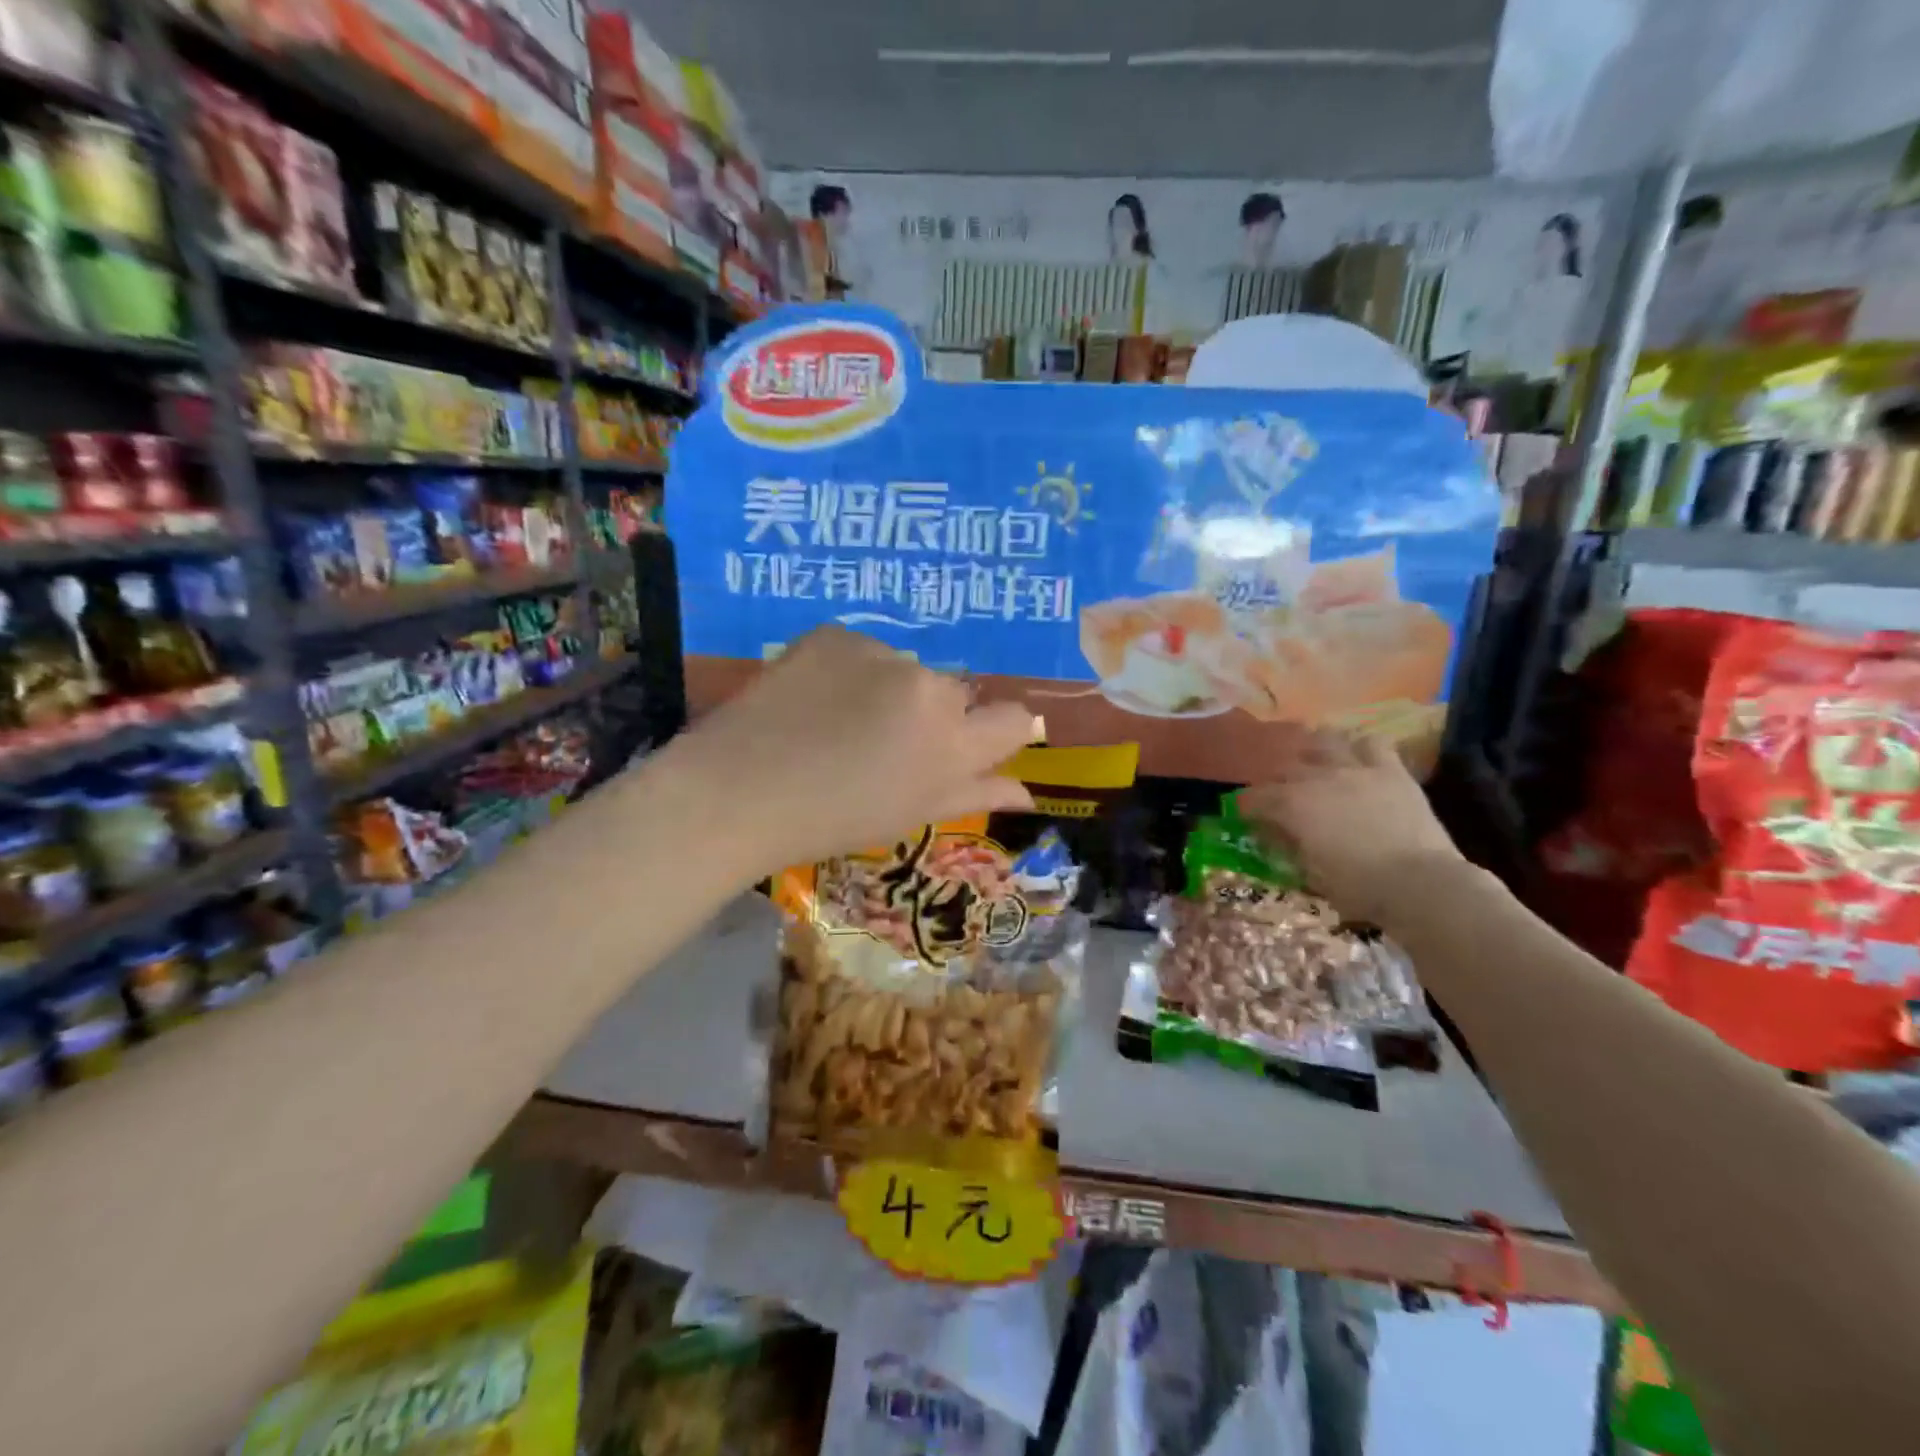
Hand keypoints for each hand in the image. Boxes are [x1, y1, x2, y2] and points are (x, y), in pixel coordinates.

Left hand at [661, 627, 1040, 875]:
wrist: (738, 790)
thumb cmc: (830, 820)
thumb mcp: (910, 816)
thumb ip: (975, 794)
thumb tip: (1027, 792)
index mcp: (952, 745)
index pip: (1013, 720)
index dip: (996, 732)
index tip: (965, 745)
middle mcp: (928, 689)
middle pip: (955, 693)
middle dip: (932, 715)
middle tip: (883, 745)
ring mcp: (880, 655)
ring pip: (906, 669)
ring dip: (889, 691)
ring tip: (838, 723)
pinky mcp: (836, 633)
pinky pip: (862, 650)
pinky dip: (848, 671)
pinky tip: (813, 700)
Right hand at [1236, 728, 1464, 926]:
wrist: (1421, 884)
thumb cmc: (1359, 888)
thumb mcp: (1310, 874)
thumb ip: (1289, 846)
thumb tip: (1277, 833)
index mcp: (1291, 806)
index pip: (1255, 798)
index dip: (1248, 807)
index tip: (1249, 818)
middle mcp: (1317, 778)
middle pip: (1285, 768)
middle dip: (1277, 782)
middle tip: (1281, 796)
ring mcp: (1355, 769)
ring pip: (1324, 742)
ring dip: (1313, 750)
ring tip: (1314, 761)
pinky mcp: (1391, 770)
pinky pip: (1373, 743)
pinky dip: (1361, 747)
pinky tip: (1359, 758)